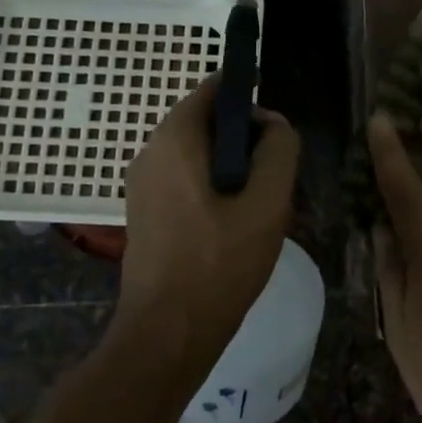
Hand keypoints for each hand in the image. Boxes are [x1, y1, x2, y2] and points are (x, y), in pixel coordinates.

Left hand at [116, 75, 300, 367]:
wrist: (167, 333)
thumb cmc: (220, 263)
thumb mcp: (268, 203)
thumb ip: (279, 150)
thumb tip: (274, 124)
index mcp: (174, 139)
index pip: (213, 88)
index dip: (250, 100)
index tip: (276, 136)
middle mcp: (150, 152)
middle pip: (206, 122)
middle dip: (244, 141)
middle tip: (272, 180)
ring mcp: (142, 184)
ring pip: (198, 155)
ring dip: (231, 169)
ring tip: (258, 208)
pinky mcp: (144, 212)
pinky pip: (184, 181)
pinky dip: (212, 189)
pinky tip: (233, 227)